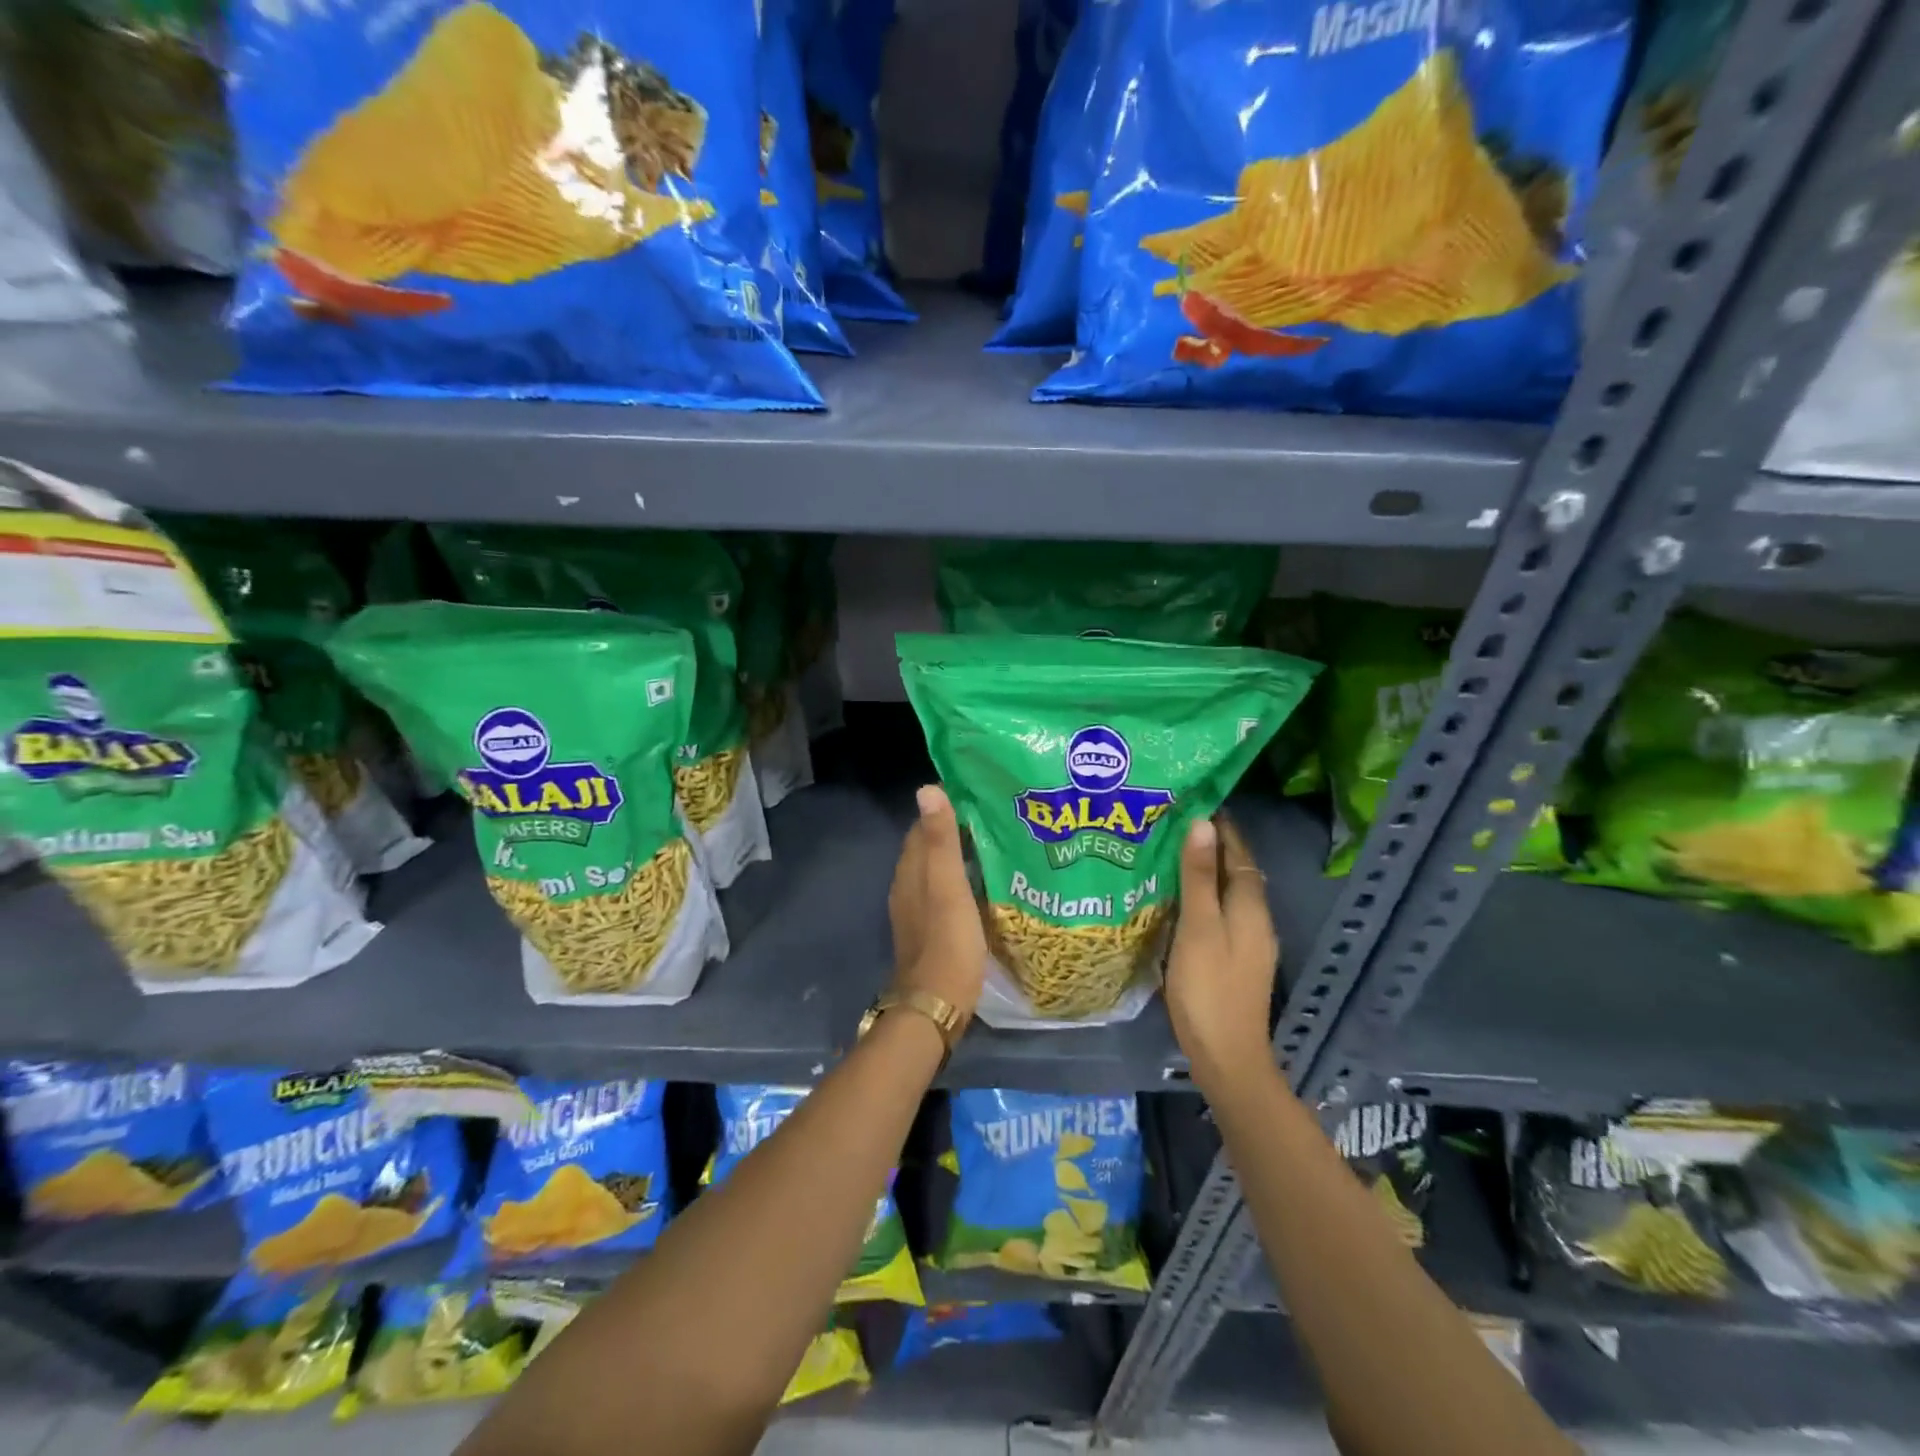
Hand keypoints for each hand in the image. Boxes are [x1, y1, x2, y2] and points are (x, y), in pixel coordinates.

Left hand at [886, 784, 987, 1027]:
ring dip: (958, 858)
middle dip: (954, 832)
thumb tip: (927, 789)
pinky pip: (943, 894)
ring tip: (994, 847)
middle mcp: (907, 887)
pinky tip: (982, 886)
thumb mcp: (948, 886)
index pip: (922, 827)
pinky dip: (960, 883)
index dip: (945, 809)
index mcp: (910, 871)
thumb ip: (940, 841)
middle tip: (992, 819)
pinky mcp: (929, 932)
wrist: (936, 1003)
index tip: (976, 796)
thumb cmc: (947, 941)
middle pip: (927, 849)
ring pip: (935, 873)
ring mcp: (916, 912)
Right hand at [1165, 815, 1280, 1086]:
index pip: (1240, 851)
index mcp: (1251, 906)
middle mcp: (1256, 918)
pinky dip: (1201, 895)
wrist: (1227, 1057)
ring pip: (1227, 892)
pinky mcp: (1234, 958)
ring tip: (1167, 851)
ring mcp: (1247, 941)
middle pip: (1236, 870)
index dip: (1221, 825)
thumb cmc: (1208, 988)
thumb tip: (1203, 824)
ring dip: (1205, 870)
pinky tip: (1175, 898)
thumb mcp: (1198, 927)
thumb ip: (1200, 877)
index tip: (1192, 799)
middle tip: (1171, 821)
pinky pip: (1219, 912)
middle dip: (1210, 844)